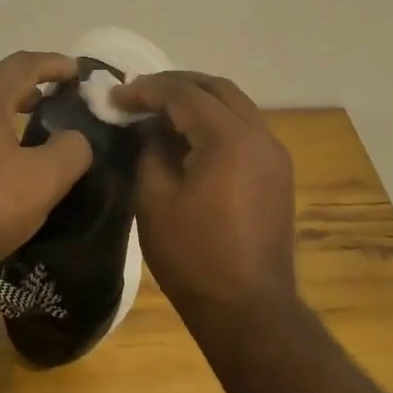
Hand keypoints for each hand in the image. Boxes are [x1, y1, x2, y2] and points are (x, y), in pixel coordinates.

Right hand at [112, 71, 298, 320]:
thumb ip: (150, 151)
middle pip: (217, 89)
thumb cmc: (194, 256)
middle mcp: (261, 135)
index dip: (147, 91)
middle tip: (139, 93)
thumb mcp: (155, 200)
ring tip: (160, 111)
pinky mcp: (277, 173)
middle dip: (176, 84)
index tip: (115, 97)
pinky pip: (245, 129)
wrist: (248, 308)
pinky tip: (189, 137)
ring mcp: (275, 154)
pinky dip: (216, 121)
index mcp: (231, 138)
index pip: (185, 94)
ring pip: (235, 106)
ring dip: (198, 101)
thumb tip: (150, 128)